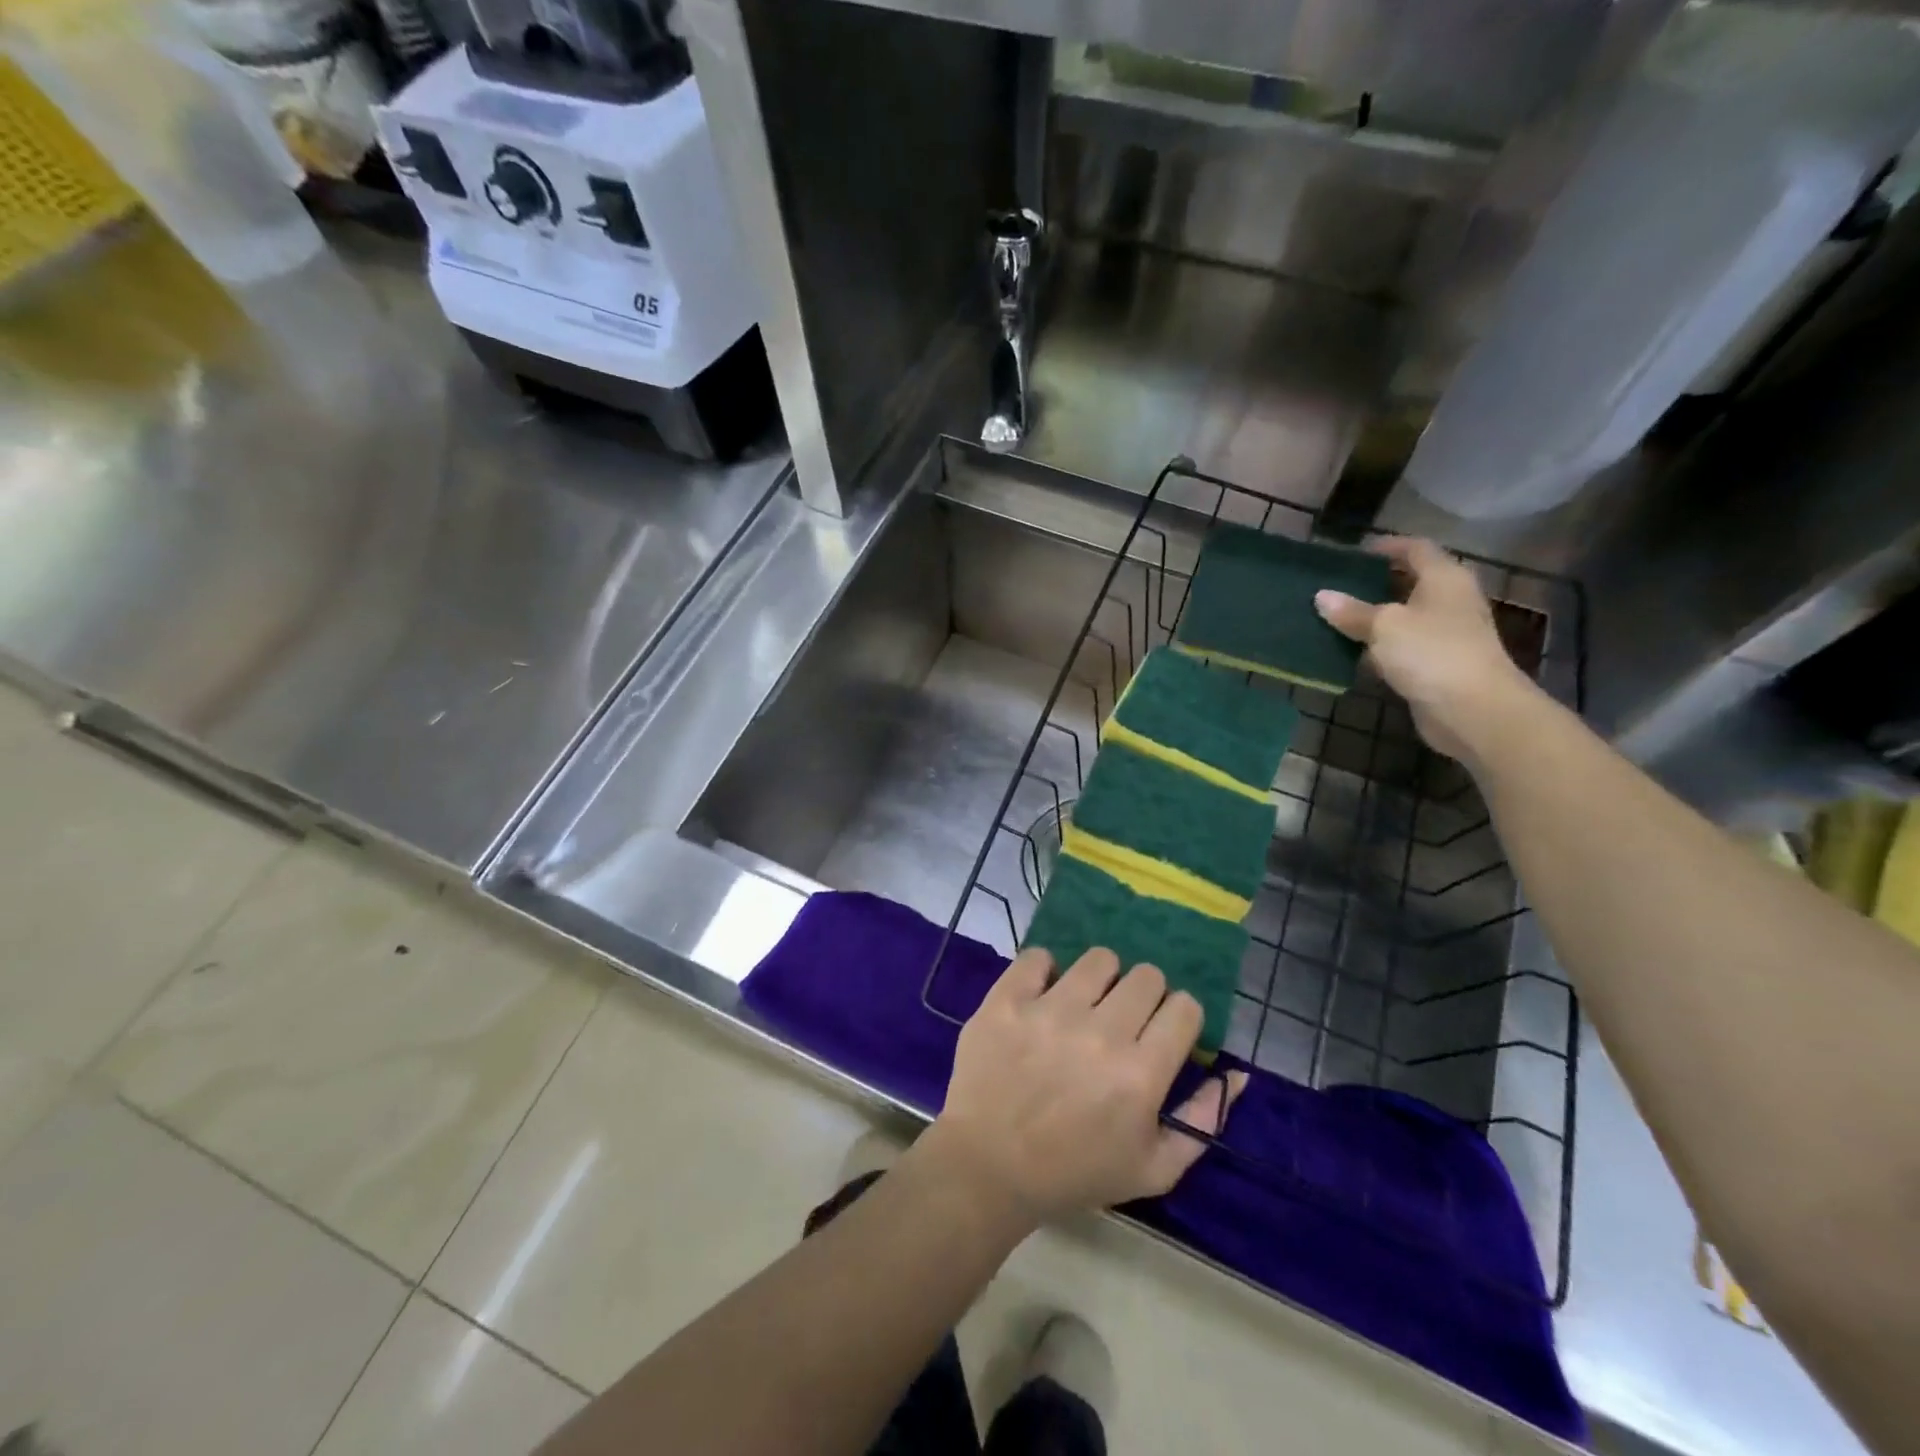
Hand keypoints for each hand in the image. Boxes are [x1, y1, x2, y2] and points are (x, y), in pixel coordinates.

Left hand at [923, 949, 1246, 1225]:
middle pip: (1146, 976)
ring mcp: (1050, 1011)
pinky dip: (1044, 971)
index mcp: (1140, 1075)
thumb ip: (1203, 1120)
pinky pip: (1038, 957)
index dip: (1178, 1017)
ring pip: (1099, 959)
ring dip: (1099, 979)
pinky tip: (1042, 996)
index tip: (1162, 1032)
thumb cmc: (1075, 1173)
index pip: (1184, 1007)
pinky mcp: (1007, 1000)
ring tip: (1083, 1005)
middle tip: (1122, 1021)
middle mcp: (1101, 1033)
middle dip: (1143, 996)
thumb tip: (1239, 1073)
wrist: (988, 1167)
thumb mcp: (1154, 1168)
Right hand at [1313, 536, 1536, 764]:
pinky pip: (1402, 647)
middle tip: (1339, 585)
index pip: (1416, 549)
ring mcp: (1446, 634)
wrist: (1473, 710)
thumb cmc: (1432, 653)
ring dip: (1374, 618)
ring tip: (1336, 618)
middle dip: (1377, 583)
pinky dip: (1379, 647)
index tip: (1356, 552)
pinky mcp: (1437, 664)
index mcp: (1444, 578)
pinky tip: (1352, 653)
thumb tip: (1321, 596)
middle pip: (1411, 582)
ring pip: (1404, 617)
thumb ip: (1352, 611)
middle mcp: (1450, 601)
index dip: (1388, 546)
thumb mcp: (1385, 627)